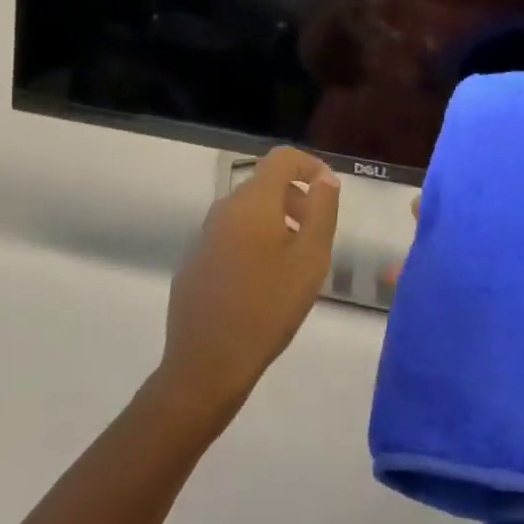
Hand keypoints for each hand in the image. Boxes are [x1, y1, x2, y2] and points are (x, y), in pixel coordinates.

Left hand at [154, 147, 340, 425]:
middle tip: (316, 235)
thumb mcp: (310, 259)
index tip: (328, 191)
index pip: (282, 158)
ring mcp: (204, 235)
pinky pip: (230, 237)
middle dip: (295, 199)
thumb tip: (325, 178)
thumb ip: (322, 210)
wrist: (205, 365)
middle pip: (265, 185)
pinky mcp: (194, 262)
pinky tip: (262, 285)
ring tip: (294, 264)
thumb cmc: (267, 308)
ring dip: (275, 223)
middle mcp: (224, 208)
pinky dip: (252, 244)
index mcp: (253, 201)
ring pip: (247, 212)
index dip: (309, 165)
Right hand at [380, 192, 523, 484]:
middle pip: (490, 246)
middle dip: (459, 222)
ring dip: (435, 258)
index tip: (486, 169)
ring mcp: (510, 323)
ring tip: (409, 239)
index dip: (509, 196)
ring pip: (467, 278)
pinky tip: (403, 286)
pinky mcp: (494, 355)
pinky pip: (456, 321)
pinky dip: (427, 301)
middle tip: (427, 203)